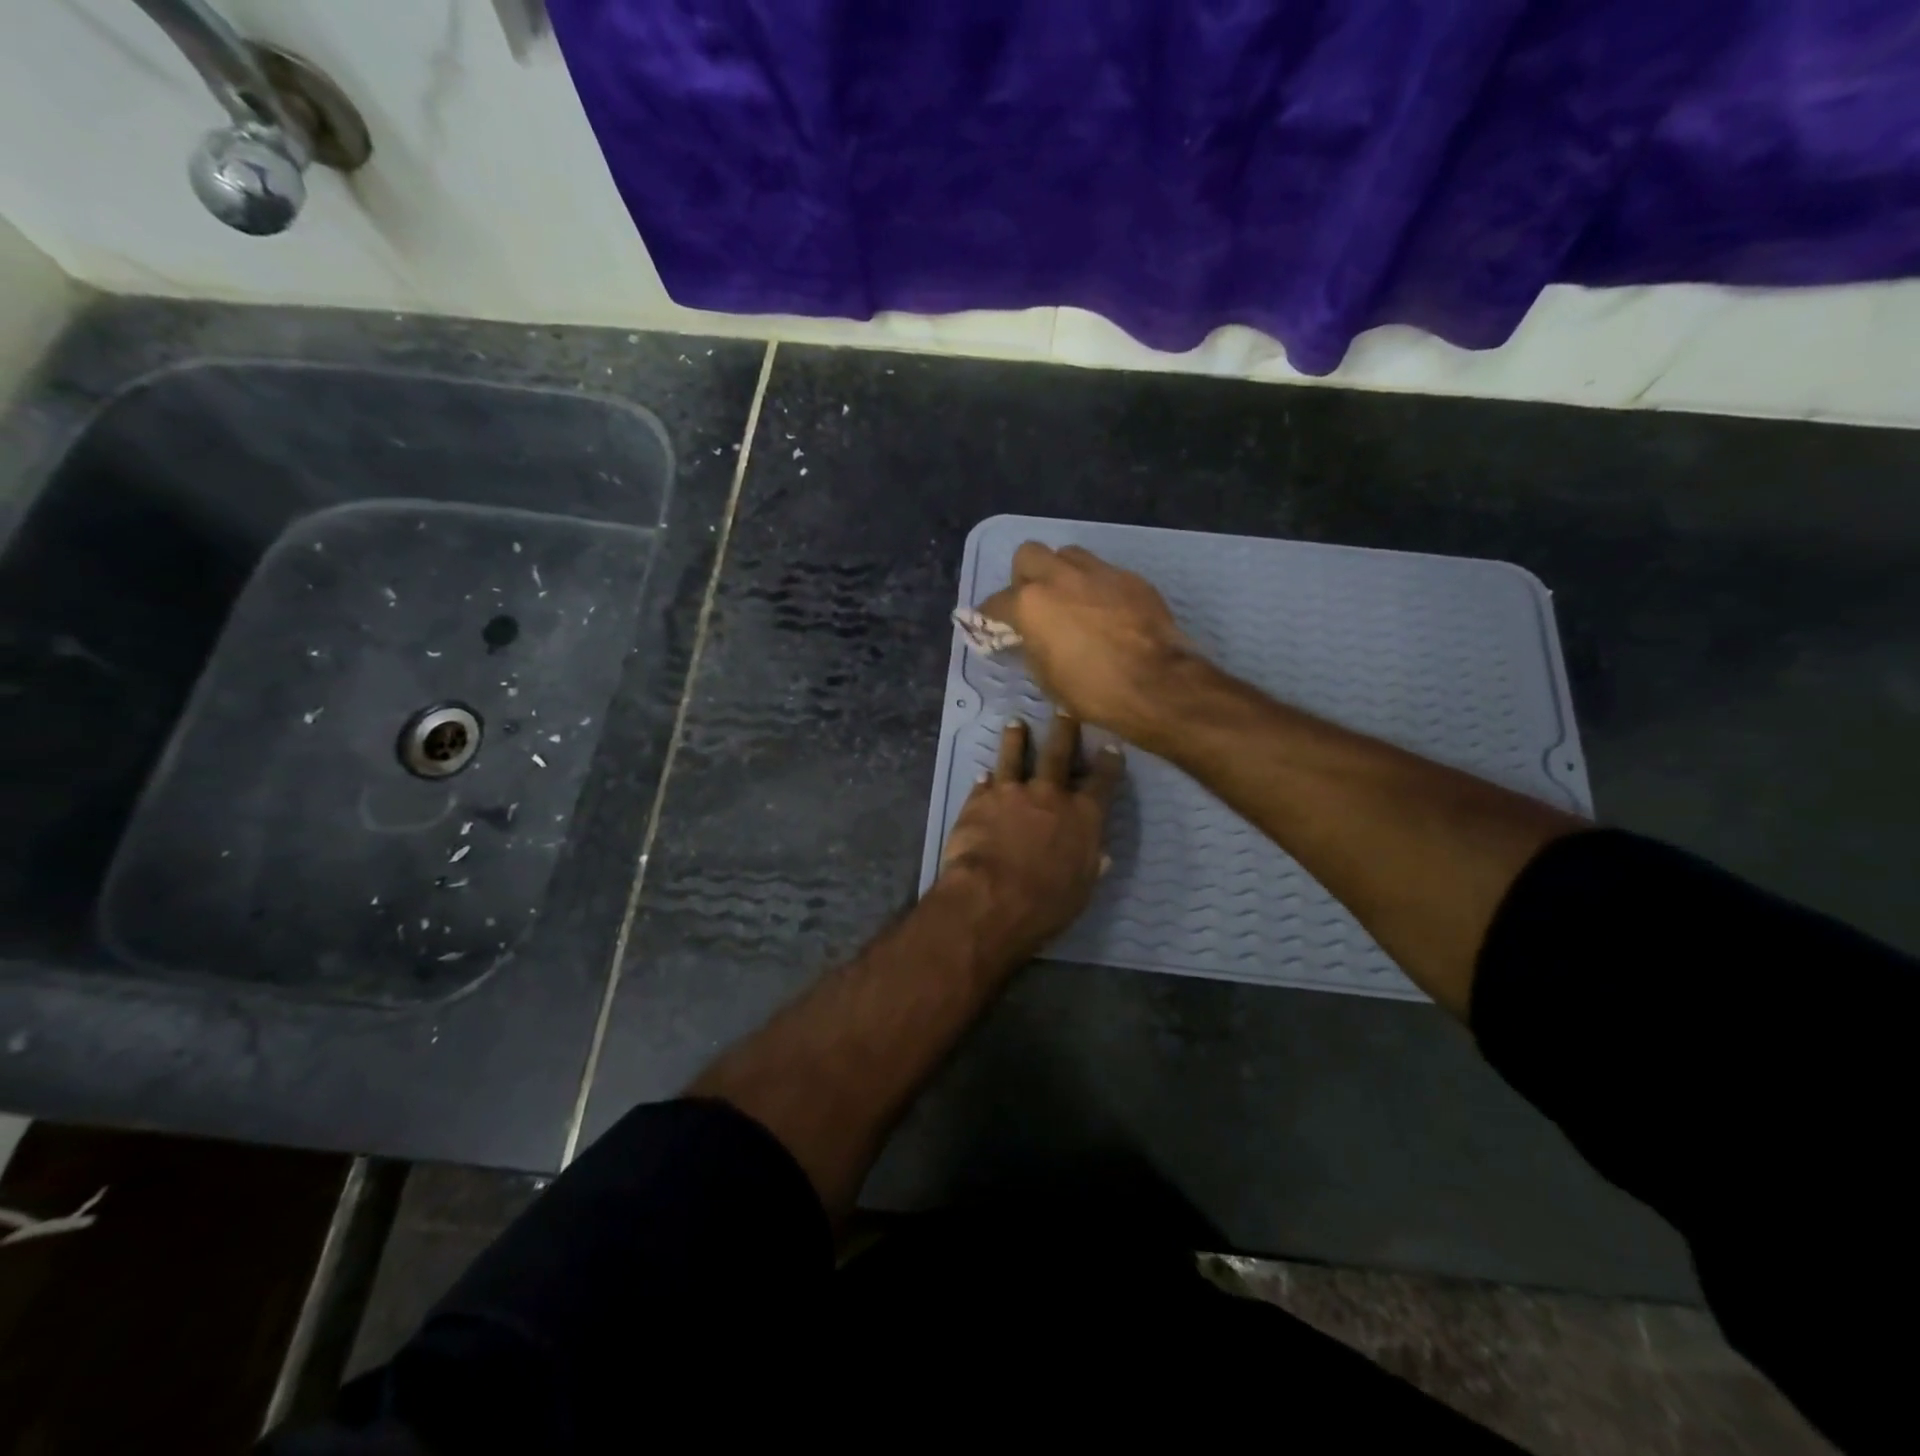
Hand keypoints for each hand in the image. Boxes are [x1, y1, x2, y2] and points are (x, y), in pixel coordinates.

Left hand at [938, 713, 1124, 968]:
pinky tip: (983, 773)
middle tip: (1064, 710)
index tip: (1110, 744)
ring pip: (1015, 756)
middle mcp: (1049, 795)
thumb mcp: (1082, 890)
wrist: (991, 896)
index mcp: (1082, 816)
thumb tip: (1101, 853)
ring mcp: (1012, 793)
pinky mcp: (979, 800)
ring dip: (1016, 739)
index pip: (1101, 781)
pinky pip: (984, 783)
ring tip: (1016, 723)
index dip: (1108, 762)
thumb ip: (1090, 865)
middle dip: (1064, 730)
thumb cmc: (1046, 903)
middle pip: (1058, 754)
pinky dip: (985, 778)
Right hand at [977, 544, 1189, 735]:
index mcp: (1031, 604)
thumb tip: (1030, 636)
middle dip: (1025, 576)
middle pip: (1028, 555)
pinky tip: (1106, 611)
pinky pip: (1103, 572)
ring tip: (1072, 600)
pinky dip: (1097, 587)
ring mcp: (1098, 572)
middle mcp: (1060, 577)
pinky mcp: (1130, 578)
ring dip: (1063, 573)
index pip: (996, 602)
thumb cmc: (1092, 690)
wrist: (1156, 684)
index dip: (991, 616)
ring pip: (1068, 555)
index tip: (993, 625)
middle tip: (1035, 602)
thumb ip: (1032, 646)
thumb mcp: (1046, 676)